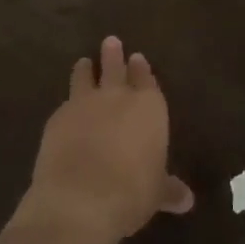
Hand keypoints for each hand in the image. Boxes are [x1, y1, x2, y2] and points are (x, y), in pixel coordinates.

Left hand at [13, 36, 193, 243]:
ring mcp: (84, 104)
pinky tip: (65, 109)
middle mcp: (117, 97)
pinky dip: (67, 105)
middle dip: (114, 55)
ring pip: (85, 77)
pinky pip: (64, 105)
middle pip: (115, 68)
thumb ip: (169, 189)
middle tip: (110, 42)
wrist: (79, 201)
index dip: (142, 69)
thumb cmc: (131, 193)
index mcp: (149, 107)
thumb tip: (188, 201)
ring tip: (84, 63)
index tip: (137, 57)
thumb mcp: (156, 192)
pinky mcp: (56, 119)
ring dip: (86, 70)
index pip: (146, 79)